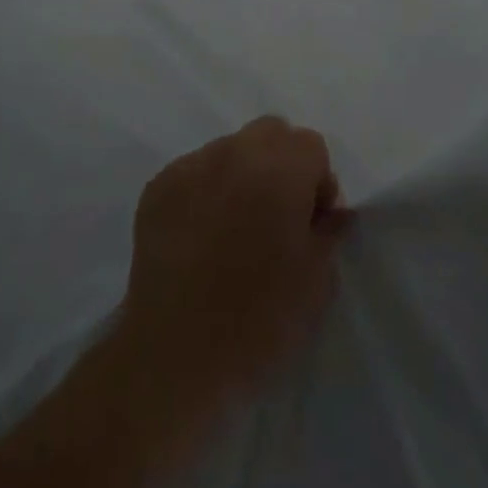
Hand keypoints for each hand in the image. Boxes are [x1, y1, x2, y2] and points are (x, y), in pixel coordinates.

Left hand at [117, 117, 353, 408]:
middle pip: (270, 133)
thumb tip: (331, 211)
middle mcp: (233, 153)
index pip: (311, 145)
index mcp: (279, 169)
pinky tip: (202, 235)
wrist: (176, 355)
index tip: (311, 223)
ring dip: (242, 174)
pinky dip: (206, 190)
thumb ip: (329, 230)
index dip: (318, 182)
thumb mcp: (316, 279)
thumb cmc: (259, 318)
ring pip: (230, 149)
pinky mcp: (157, 188)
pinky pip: (194, 171)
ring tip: (235, 227)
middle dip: (282, 164)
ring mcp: (189, 167)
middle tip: (278, 216)